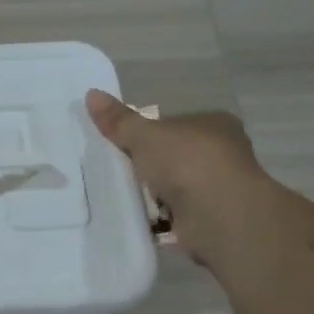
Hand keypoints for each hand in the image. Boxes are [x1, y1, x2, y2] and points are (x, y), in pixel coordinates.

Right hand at [85, 90, 264, 264]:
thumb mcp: (144, 135)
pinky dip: (160, 218)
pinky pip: (177, 214)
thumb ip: (119, 120)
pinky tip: (138, 219)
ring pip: (177, 186)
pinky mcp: (212, 218)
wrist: (219, 214)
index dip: (150, 133)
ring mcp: (219, 187)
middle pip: (176, 156)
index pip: (176, 124)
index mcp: (214, 123)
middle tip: (119, 170)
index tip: (125, 144)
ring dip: (155, 194)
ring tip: (122, 196)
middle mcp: (223, 152)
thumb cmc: (187, 162)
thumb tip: (91, 94)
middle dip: (152, 165)